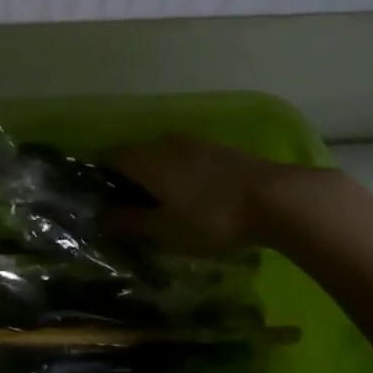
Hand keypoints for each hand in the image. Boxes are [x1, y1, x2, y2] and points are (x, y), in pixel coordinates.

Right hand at [105, 135, 308, 258]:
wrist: (274, 198)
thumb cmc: (211, 218)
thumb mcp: (165, 229)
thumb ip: (130, 221)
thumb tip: (98, 216)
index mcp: (145, 159)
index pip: (110, 158)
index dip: (100, 177)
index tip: (100, 201)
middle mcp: (164, 143)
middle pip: (136, 156)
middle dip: (129, 180)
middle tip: (131, 211)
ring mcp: (194, 143)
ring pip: (163, 157)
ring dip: (157, 178)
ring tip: (164, 208)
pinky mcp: (219, 150)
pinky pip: (186, 160)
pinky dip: (180, 176)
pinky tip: (193, 199)